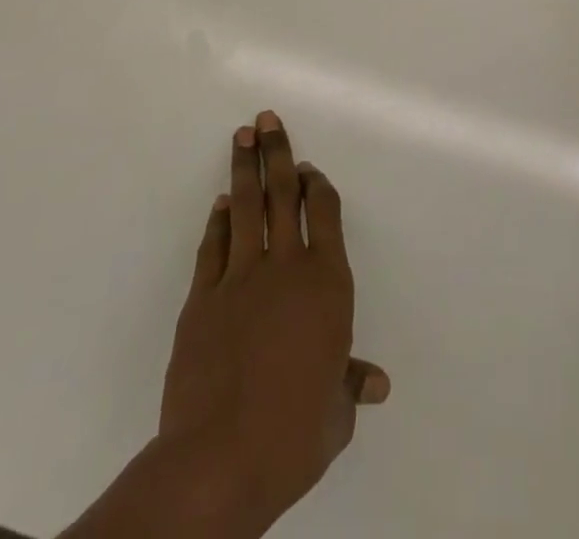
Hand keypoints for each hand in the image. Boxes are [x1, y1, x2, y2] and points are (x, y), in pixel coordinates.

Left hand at [158, 111, 389, 534]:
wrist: (220, 459)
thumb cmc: (294, 433)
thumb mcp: (335, 414)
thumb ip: (351, 385)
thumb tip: (376, 383)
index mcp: (327, 283)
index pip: (325, 214)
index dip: (316, 186)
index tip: (308, 169)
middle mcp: (286, 267)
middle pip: (282, 195)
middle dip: (277, 153)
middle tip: (267, 119)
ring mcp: (240, 278)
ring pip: (245, 208)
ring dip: (244, 168)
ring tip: (243, 136)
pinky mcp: (202, 299)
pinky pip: (213, 246)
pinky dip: (218, 220)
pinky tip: (221, 203)